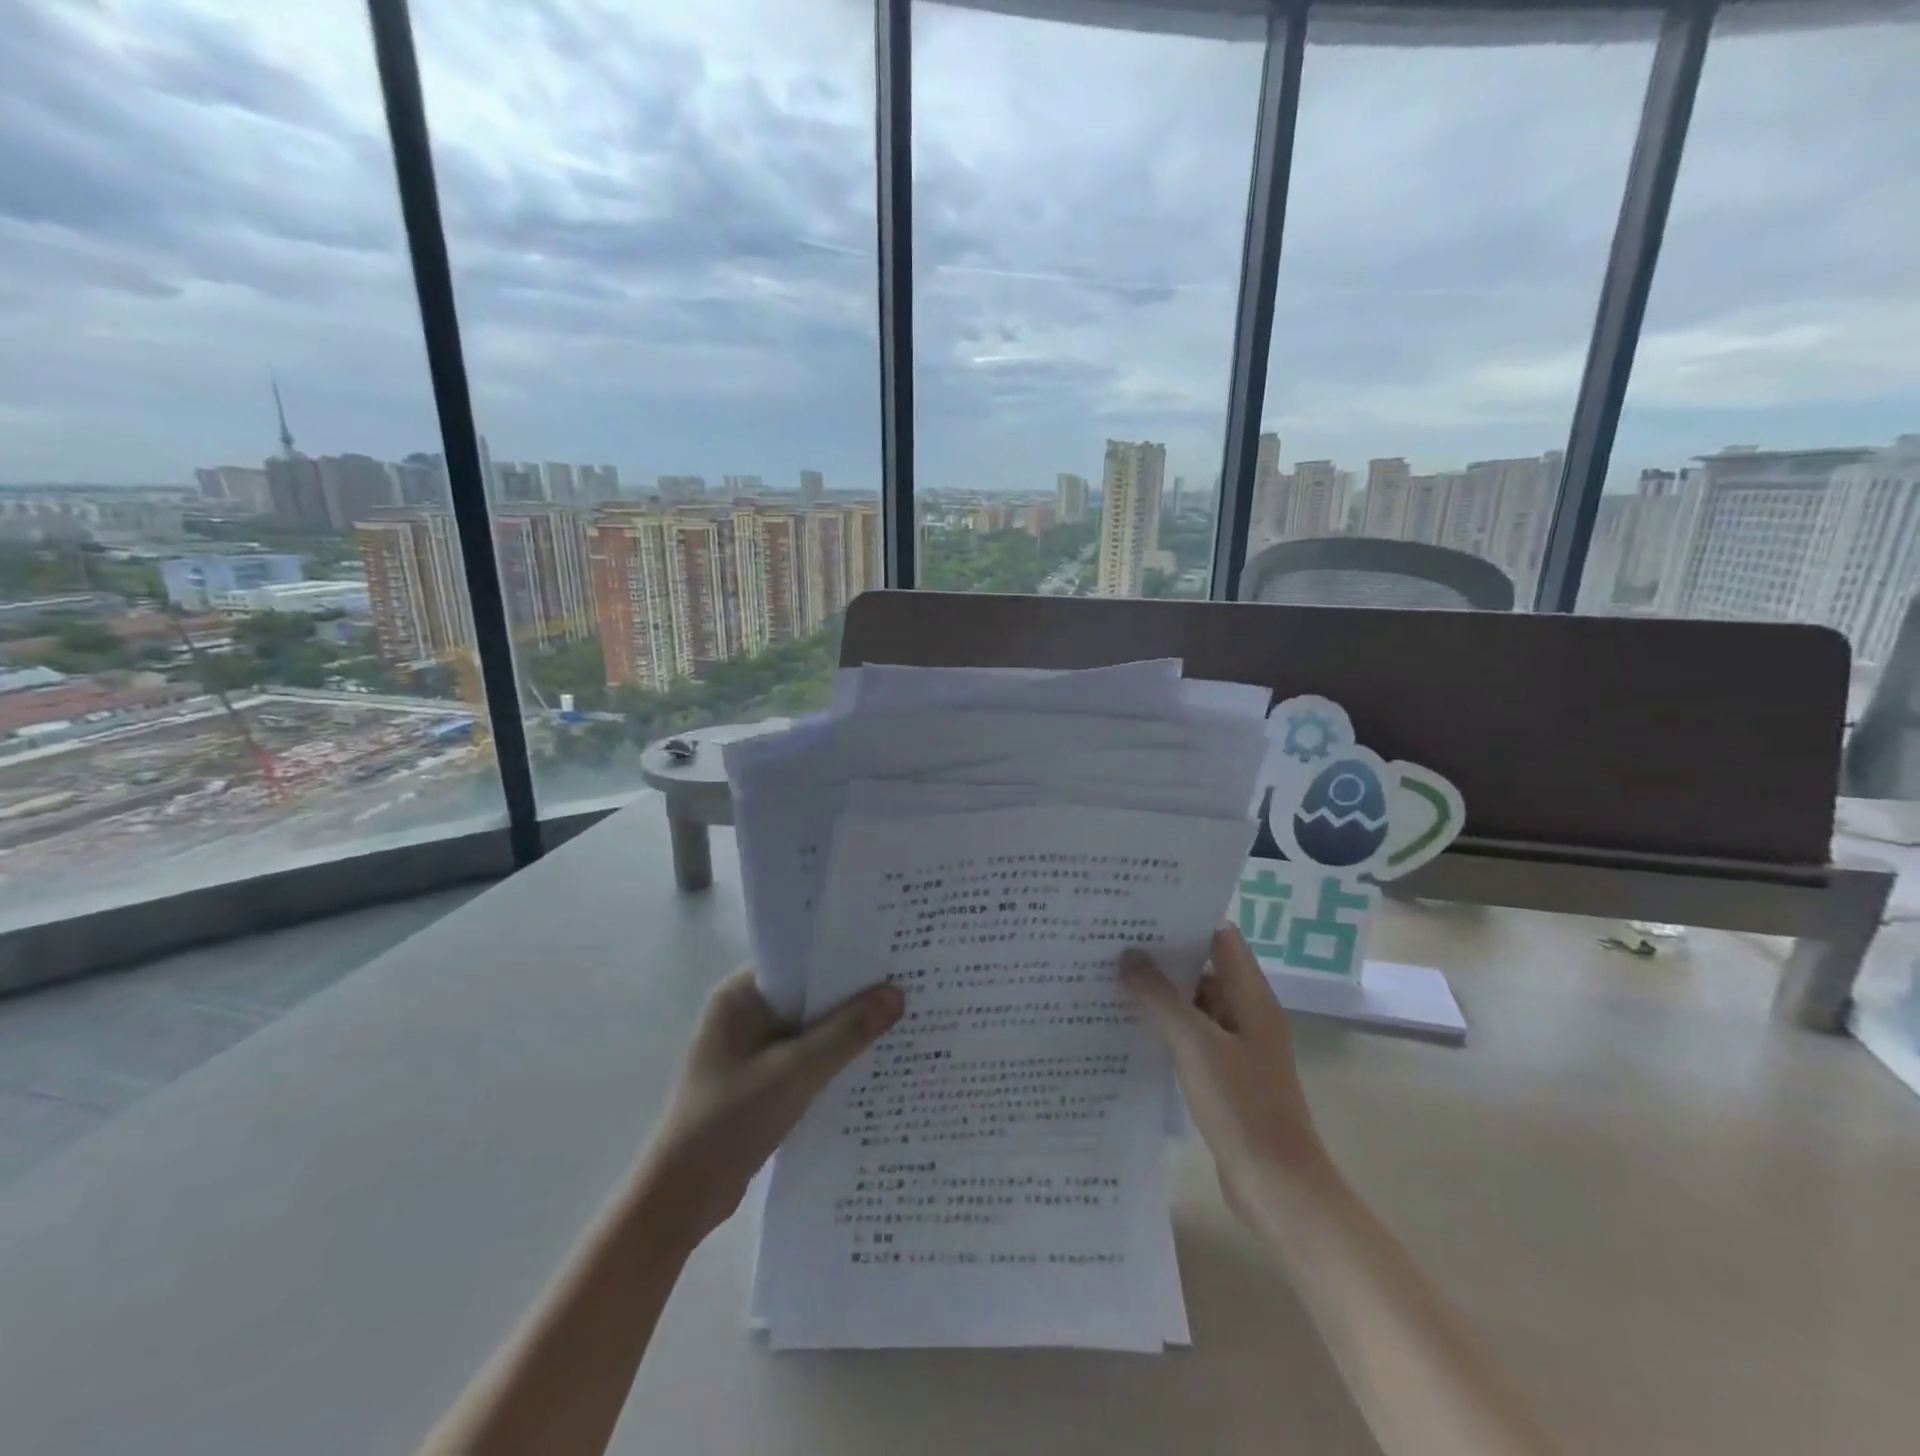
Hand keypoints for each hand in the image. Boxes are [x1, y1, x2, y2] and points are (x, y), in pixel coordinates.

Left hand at [637, 970, 903, 1248]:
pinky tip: (871, 1061)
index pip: (800, 959)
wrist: (681, 1199)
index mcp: (740, 995)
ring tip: (900, 1018)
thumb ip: (846, 1033)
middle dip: (852, 992)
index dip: (844, 954)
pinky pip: (805, 1053)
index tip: (889, 952)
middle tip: (907, 983)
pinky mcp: (761, 1077)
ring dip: (845, 1027)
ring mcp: (751, 1046)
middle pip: (808, 992)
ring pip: (810, 1025)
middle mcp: (745, 1012)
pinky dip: (832, 1056)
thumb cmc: (729, 1122)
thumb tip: (897, 994)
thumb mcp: (794, 1073)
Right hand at [1121, 926, 1327, 1216]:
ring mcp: (1237, 1046)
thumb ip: (1160, 998)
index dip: (1184, 921)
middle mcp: (1247, 1013)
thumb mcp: (1195, 1046)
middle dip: (1162, 957)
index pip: (1220, 937)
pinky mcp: (1225, 1076)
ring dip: (1160, 994)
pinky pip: (1191, 1037)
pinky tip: (1129, 1029)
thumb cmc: (1242, 1107)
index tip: (1140, 914)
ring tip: (1110, 980)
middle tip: (1112, 944)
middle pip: (1204, 968)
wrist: (1278, 1188)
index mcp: (1250, 996)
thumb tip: (1128, 955)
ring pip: (1194, 1004)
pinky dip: (1165, 1028)